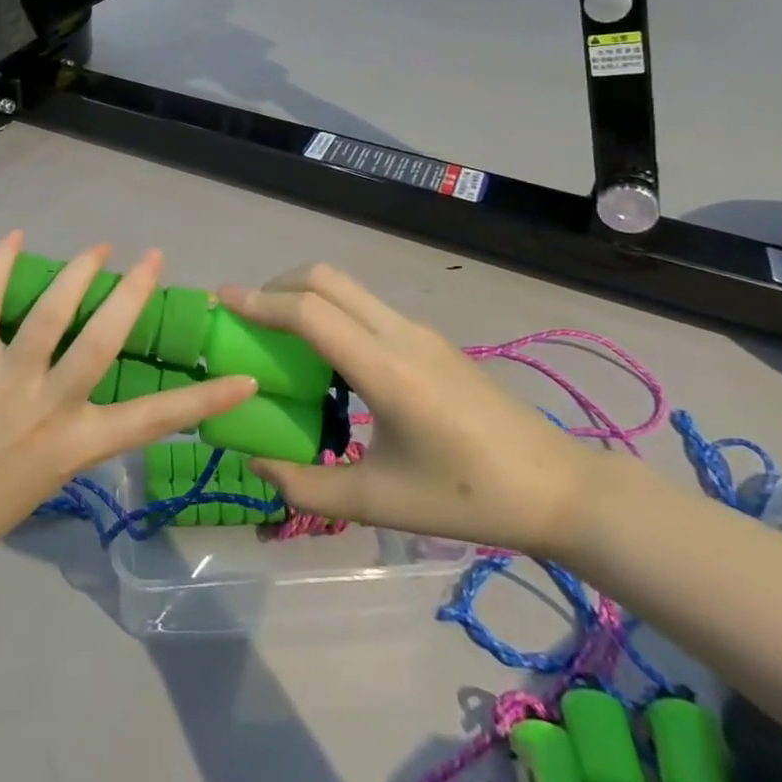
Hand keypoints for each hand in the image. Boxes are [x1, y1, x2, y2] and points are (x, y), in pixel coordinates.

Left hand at [0, 233, 258, 597]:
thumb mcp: (48, 477)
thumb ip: (69, 431)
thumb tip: (79, 389)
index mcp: (77, 445)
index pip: (154, 420)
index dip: (204, 399)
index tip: (244, 378)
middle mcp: (49, 407)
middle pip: (103, 342)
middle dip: (132, 295)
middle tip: (153, 258)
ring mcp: (7, 380)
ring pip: (51, 315)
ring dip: (78, 273)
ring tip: (99, 247)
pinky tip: (14, 237)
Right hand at [220, 265, 600, 559]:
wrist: (560, 487)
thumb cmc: (469, 497)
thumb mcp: (380, 502)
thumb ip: (308, 485)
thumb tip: (257, 463)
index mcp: (384, 369)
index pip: (308, 312)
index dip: (259, 302)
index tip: (221, 300)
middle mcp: (398, 334)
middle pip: (324, 278)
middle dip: (276, 286)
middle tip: (247, 316)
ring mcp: (417, 331)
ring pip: (346, 286)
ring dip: (303, 295)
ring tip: (278, 333)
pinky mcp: (429, 338)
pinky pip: (365, 306)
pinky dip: (329, 310)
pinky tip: (327, 356)